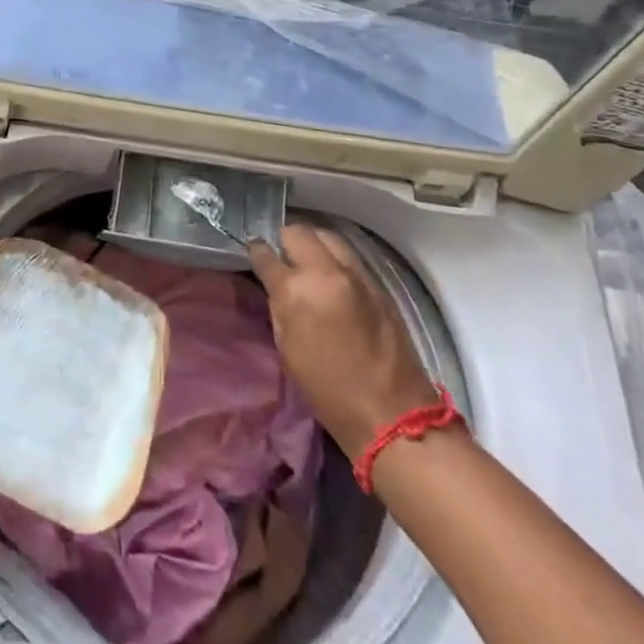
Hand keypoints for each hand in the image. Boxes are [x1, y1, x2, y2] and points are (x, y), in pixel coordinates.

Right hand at [248, 223, 440, 460]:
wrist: (390, 412)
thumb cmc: (326, 388)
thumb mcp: (286, 346)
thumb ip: (279, 305)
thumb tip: (275, 283)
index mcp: (296, 290)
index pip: (266, 253)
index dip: (256, 251)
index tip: (253, 253)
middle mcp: (326, 272)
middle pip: (298, 232)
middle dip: (284, 239)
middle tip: (279, 255)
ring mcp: (357, 275)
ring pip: (328, 236)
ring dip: (312, 242)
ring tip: (305, 259)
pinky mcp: (378, 284)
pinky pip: (349, 255)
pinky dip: (334, 256)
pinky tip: (329, 274)